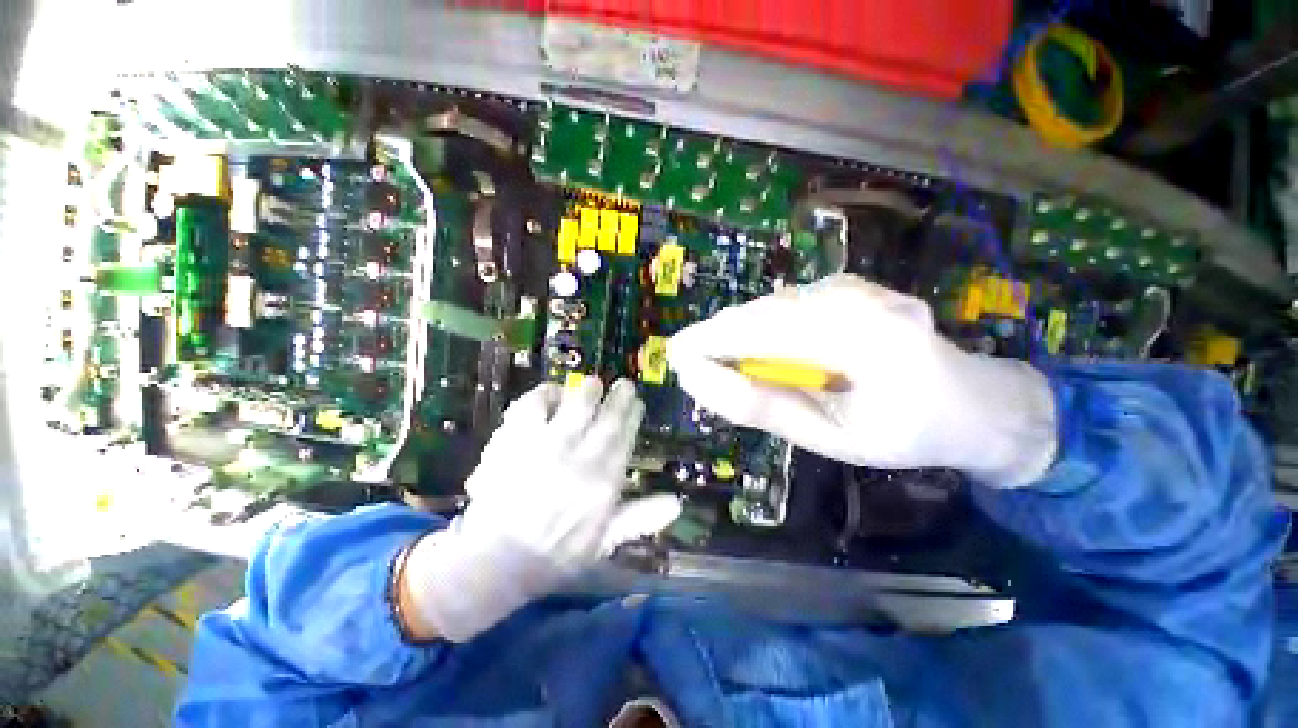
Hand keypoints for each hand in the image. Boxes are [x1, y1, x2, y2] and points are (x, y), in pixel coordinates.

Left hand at [398, 379, 681, 641]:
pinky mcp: (514, 440)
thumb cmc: (554, 555)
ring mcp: (546, 446)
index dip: (632, 417)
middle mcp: (580, 459)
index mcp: (603, 483)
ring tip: (593, 383)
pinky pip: (532, 405)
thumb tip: (677, 503)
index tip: (637, 403)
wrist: (496, 561)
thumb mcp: (603, 544)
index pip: (624, 439)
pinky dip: (543, 394)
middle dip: (618, 397)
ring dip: (587, 390)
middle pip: (606, 418)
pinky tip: (550, 392)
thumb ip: (639, 519)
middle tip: (623, 384)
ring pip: (576, 406)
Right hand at [667, 274, 1056, 485]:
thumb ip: (762, 407)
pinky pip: (788, 305)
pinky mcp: (849, 286)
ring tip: (722, 363)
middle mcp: (857, 298)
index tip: (673, 357)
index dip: (710, 341)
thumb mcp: (829, 438)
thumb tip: (700, 378)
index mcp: (862, 340)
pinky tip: (763, 352)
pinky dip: (763, 328)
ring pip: (771, 307)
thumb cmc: (905, 433)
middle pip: (761, 313)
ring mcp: (855, 286)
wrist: (975, 401)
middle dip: (718, 336)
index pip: (760, 332)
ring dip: (739, 334)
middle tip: (690, 363)